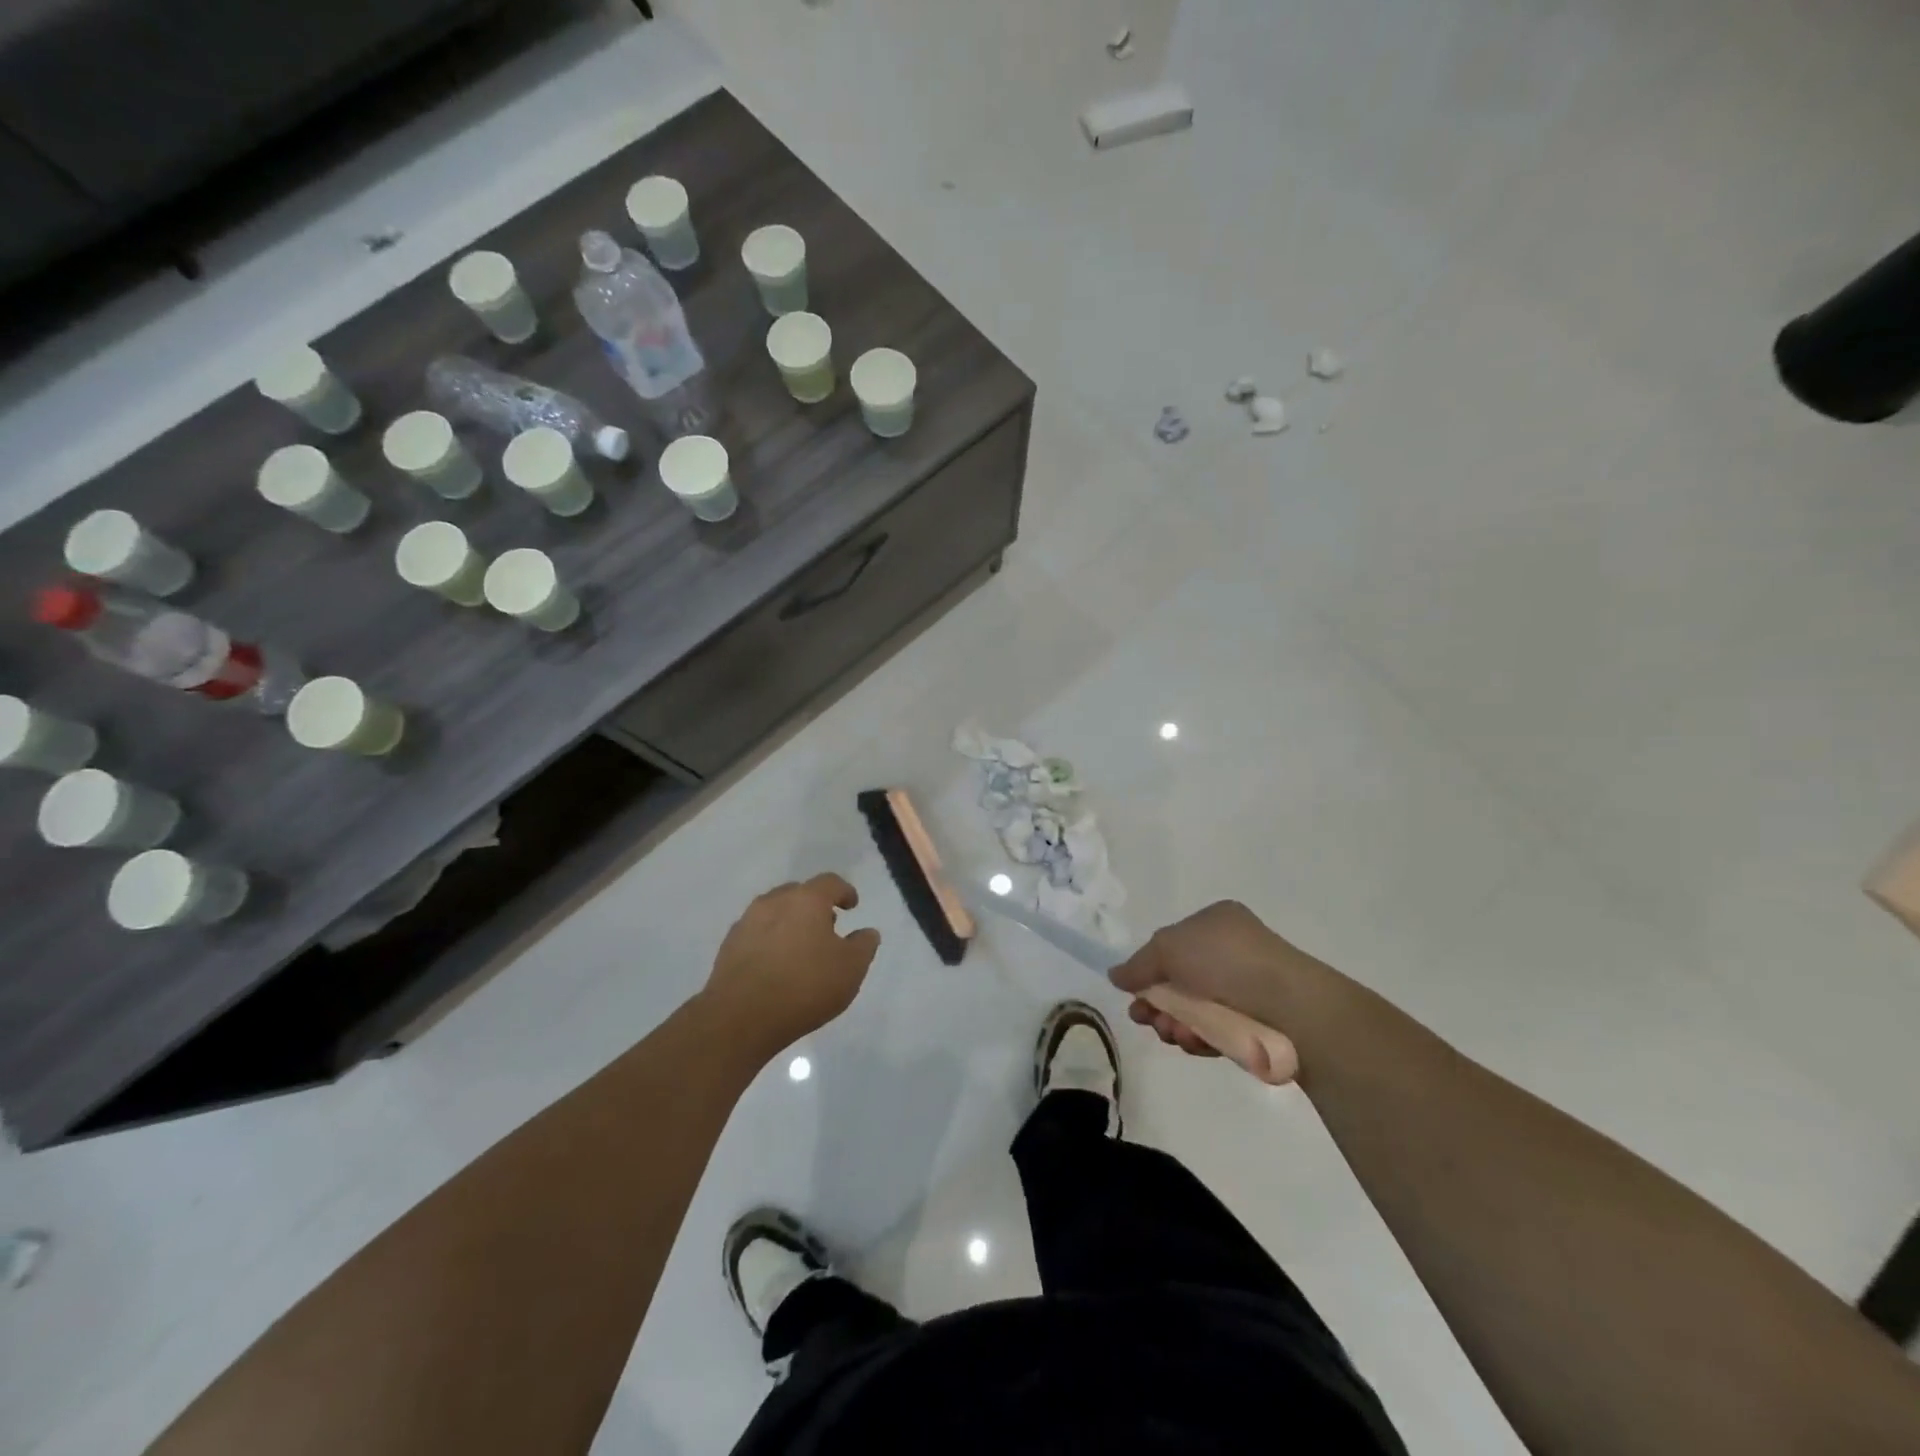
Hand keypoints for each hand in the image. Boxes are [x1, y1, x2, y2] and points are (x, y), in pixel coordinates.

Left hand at [703, 875, 880, 1059]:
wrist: (740, 1018)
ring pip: (775, 912)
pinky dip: (770, 941)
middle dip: (815, 906)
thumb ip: (864, 946)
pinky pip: (756, 933)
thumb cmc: (805, 986)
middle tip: (827, 927)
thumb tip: (867, 932)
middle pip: (799, 893)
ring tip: (800, 948)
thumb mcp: (850, 969)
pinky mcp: (728, 946)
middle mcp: (774, 902)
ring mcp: (747, 922)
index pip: (830, 883)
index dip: (844, 892)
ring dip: (790, 922)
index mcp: (806, 900)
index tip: (852, 906)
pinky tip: (776, 965)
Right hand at [1110, 901, 1315, 1057]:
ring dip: (1174, 1023)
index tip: (1133, 992)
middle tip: (1145, 1018)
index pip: (1172, 943)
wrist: (1291, 1007)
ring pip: (1195, 1010)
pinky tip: (1194, 1043)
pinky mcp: (1256, 1024)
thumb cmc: (1225, 961)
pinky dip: (1200, 1038)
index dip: (1149, 968)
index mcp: (1215, 922)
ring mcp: (1246, 988)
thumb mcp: (1168, 948)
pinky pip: (1216, 1030)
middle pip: (1179, 980)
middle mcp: (1231, 951)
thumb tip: (1115, 975)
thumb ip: (1137, 964)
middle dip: (1157, 1002)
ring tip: (1172, 1034)